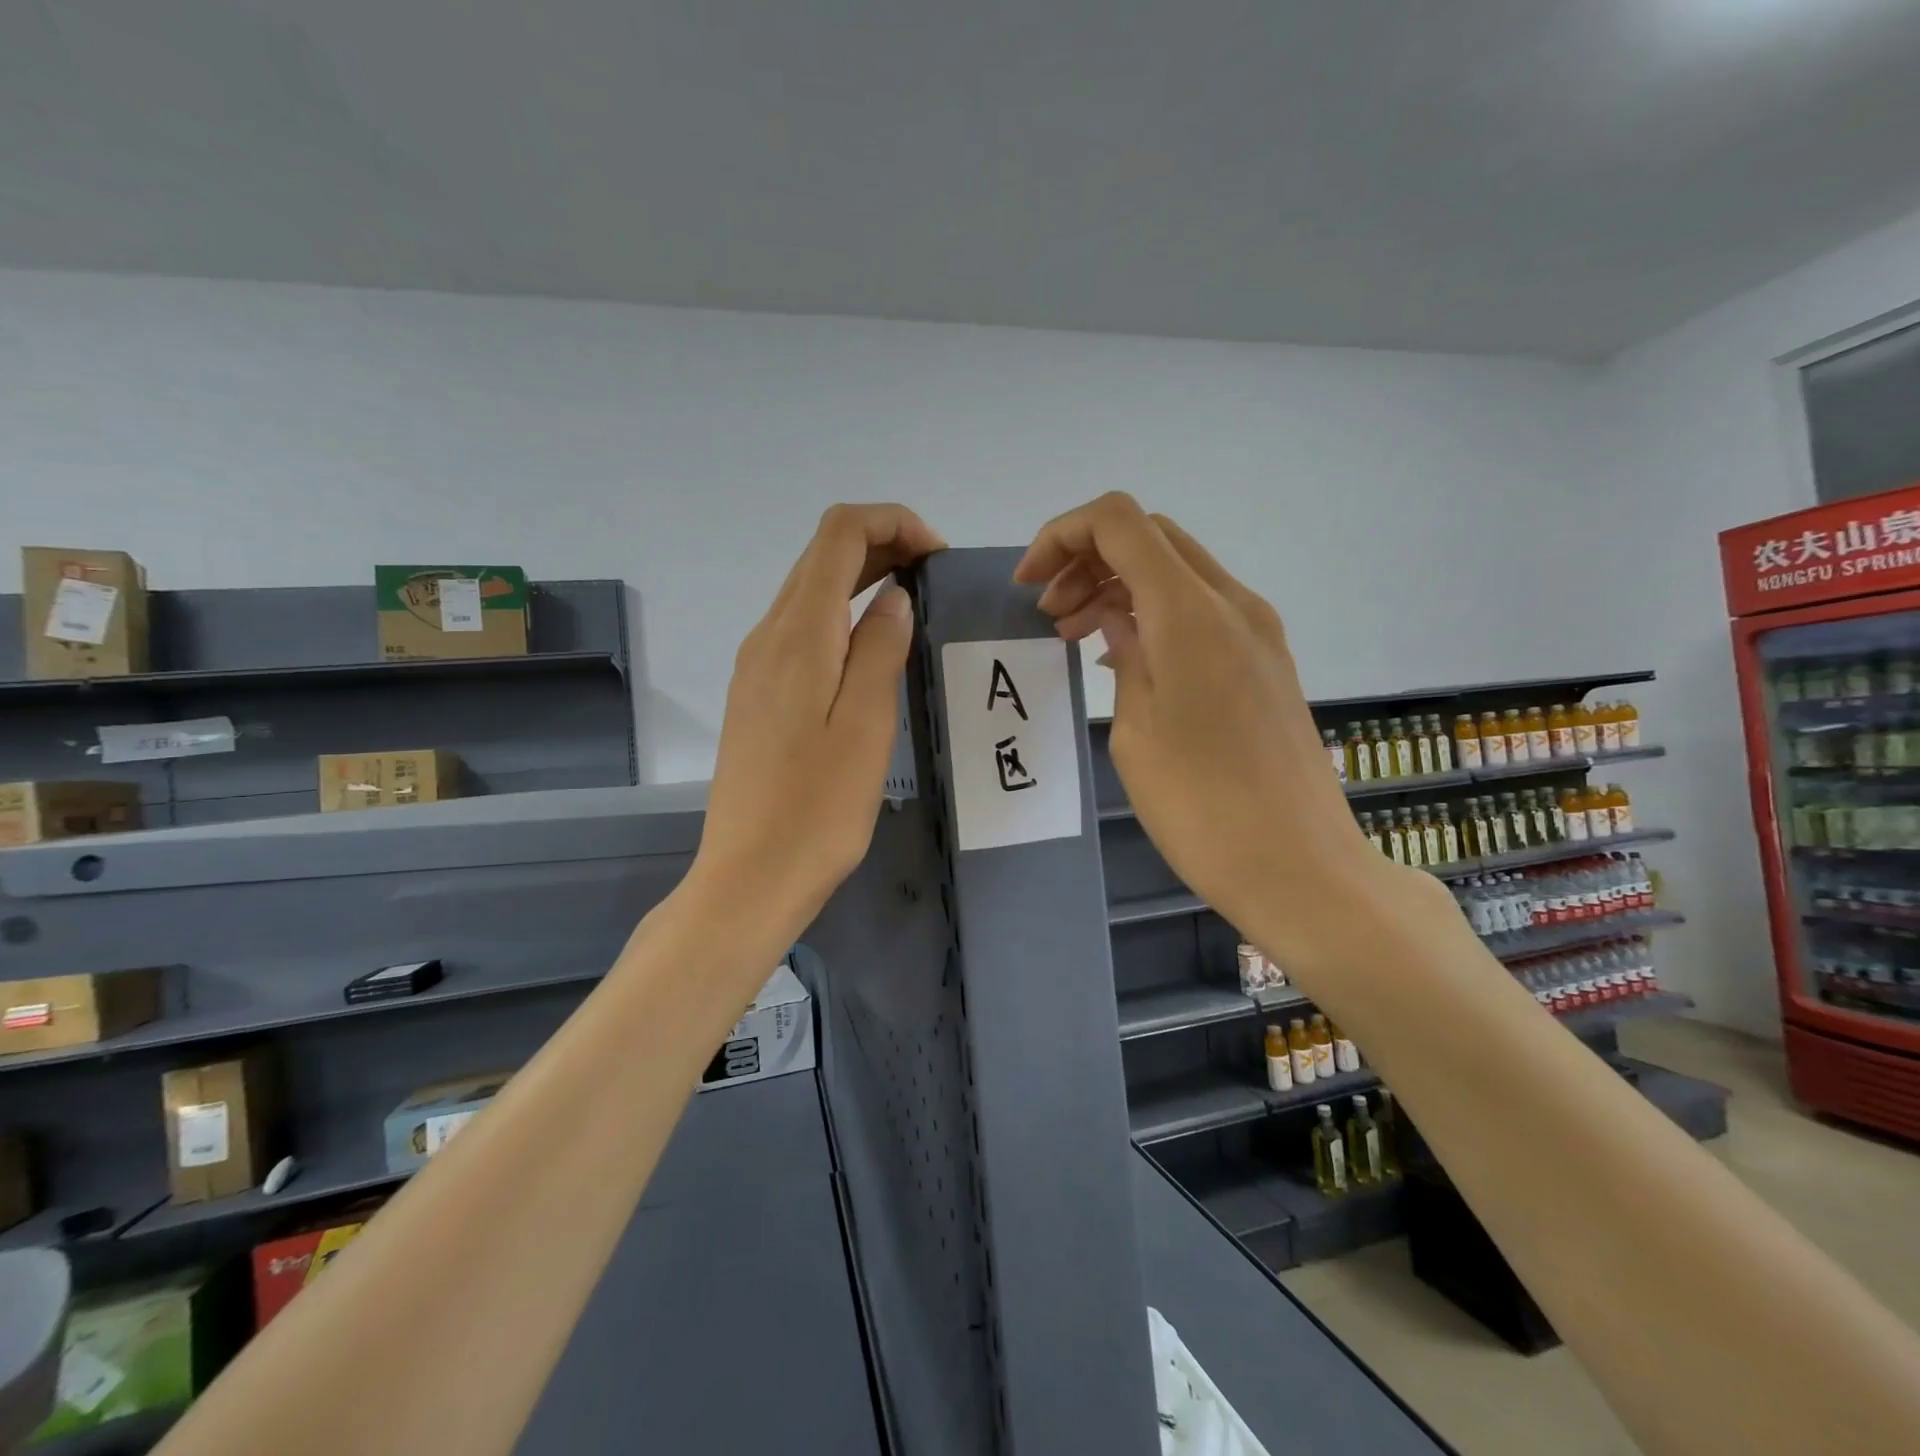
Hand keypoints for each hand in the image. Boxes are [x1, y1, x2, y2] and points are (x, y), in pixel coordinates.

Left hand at [693, 504, 945, 944]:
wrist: (751, 875)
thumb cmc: (819, 807)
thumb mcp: (867, 725)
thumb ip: (881, 647)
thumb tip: (894, 595)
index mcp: (798, 634)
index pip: (838, 534)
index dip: (892, 523)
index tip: (937, 556)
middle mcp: (768, 636)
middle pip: (821, 556)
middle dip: (881, 545)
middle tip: (934, 577)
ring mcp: (755, 666)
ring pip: (809, 591)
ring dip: (860, 579)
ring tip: (912, 606)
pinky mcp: (756, 695)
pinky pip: (800, 630)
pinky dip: (840, 616)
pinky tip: (870, 651)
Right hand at [1016, 493, 1424, 978]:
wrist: (1300, 867)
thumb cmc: (1201, 807)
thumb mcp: (1136, 729)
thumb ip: (1124, 653)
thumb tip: (1117, 618)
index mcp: (1190, 612)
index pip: (1119, 522)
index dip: (1063, 536)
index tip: (1029, 585)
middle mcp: (1232, 604)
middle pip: (1150, 537)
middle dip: (1088, 559)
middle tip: (1049, 613)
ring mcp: (1258, 631)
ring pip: (1176, 571)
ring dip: (1119, 585)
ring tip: (1075, 634)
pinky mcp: (1267, 661)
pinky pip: (1201, 610)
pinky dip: (1154, 612)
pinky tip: (1124, 656)